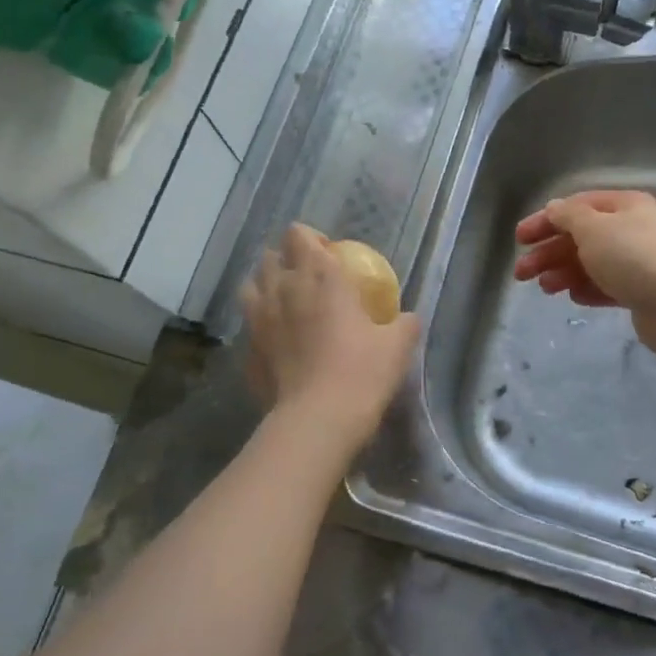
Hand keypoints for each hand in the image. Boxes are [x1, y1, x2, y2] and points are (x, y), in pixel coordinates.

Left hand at [241, 225, 419, 444]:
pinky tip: (278, 343)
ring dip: (266, 288)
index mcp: (320, 276)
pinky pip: (250, 327)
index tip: (330, 255)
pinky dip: (261, 327)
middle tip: (308, 280)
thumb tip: (408, 318)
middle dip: (286, 261)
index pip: (300, 235)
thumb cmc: (362, 372)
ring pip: (250, 287)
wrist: (318, 420)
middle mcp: (283, 289)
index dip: (312, 239)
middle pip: (271, 257)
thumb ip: (404, 324)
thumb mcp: (397, 345)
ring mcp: (259, 320)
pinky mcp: (247, 351)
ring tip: (285, 304)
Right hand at [512, 191, 655, 360]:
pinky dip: (588, 289)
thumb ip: (568, 216)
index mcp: (624, 206)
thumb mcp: (592, 227)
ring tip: (544, 289)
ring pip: (592, 263)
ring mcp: (638, 262)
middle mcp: (632, 229)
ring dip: (563, 272)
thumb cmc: (632, 257)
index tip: (519, 239)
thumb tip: (555, 209)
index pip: (577, 207)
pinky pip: (607, 286)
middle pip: (581, 237)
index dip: (545, 220)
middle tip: (521, 273)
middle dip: (548, 252)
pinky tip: (573, 297)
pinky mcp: (641, 293)